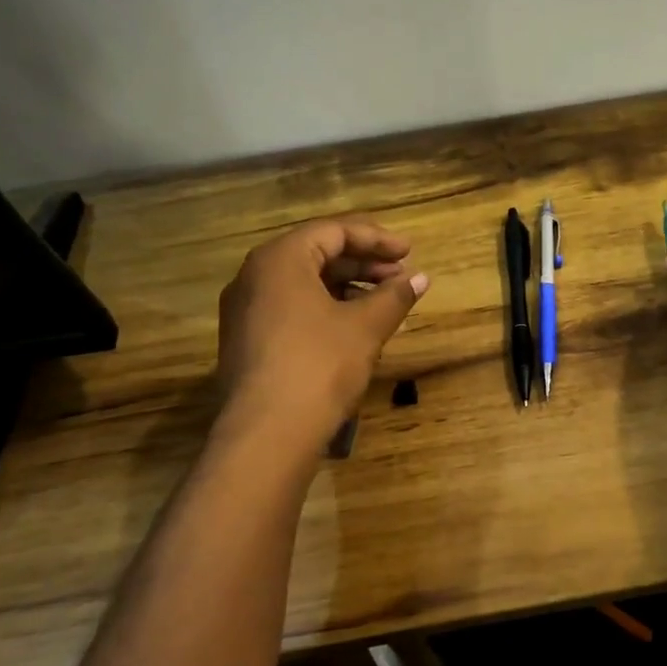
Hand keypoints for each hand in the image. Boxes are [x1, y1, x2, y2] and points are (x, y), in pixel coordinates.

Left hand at [217, 216, 428, 441]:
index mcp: (280, 259)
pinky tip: (356, 328)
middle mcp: (254, 276)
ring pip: (304, 284)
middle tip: (401, 276)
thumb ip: (394, 296)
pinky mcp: (247, 341)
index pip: (333, 231)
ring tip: (385, 304)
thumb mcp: (365, 327)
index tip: (409, 252)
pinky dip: (327, 309)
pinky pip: (292, 308)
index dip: (376, 239)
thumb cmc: (320, 365)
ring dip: (348, 288)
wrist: (267, 434)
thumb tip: (421, 279)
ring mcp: (245, 310)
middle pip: (316, 254)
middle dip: (363, 263)